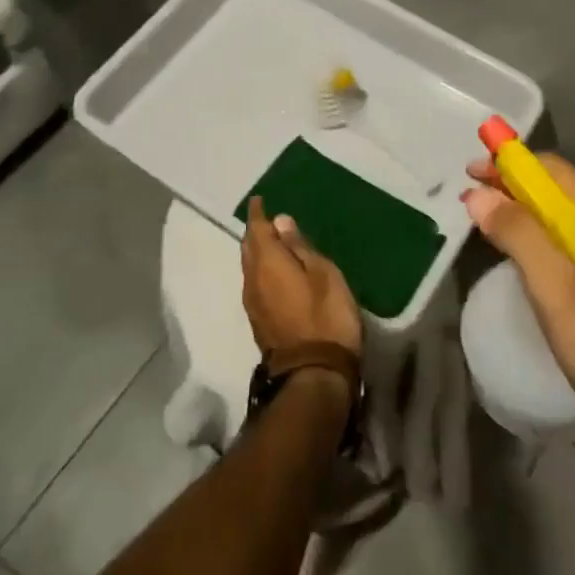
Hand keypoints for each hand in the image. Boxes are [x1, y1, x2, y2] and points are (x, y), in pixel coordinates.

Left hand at [240, 196, 362, 361]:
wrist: (314, 374)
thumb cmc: (325, 316)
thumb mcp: (322, 274)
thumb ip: (300, 247)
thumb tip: (280, 222)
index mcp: (267, 263)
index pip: (257, 230)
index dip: (258, 214)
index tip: (258, 200)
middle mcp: (252, 281)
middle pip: (249, 249)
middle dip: (255, 233)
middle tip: (266, 220)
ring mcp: (254, 305)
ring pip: (250, 268)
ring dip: (258, 253)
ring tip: (272, 243)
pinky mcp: (260, 322)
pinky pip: (256, 284)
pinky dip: (262, 272)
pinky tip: (276, 273)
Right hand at [463, 156, 574, 452]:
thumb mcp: (559, 290)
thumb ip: (520, 237)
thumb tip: (479, 195)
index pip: (553, 170)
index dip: (509, 165)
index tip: (469, 174)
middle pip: (555, 189)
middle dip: (510, 186)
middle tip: (469, 199)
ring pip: (556, 217)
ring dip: (518, 211)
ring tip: (482, 220)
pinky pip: (560, 243)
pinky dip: (531, 237)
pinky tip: (511, 254)